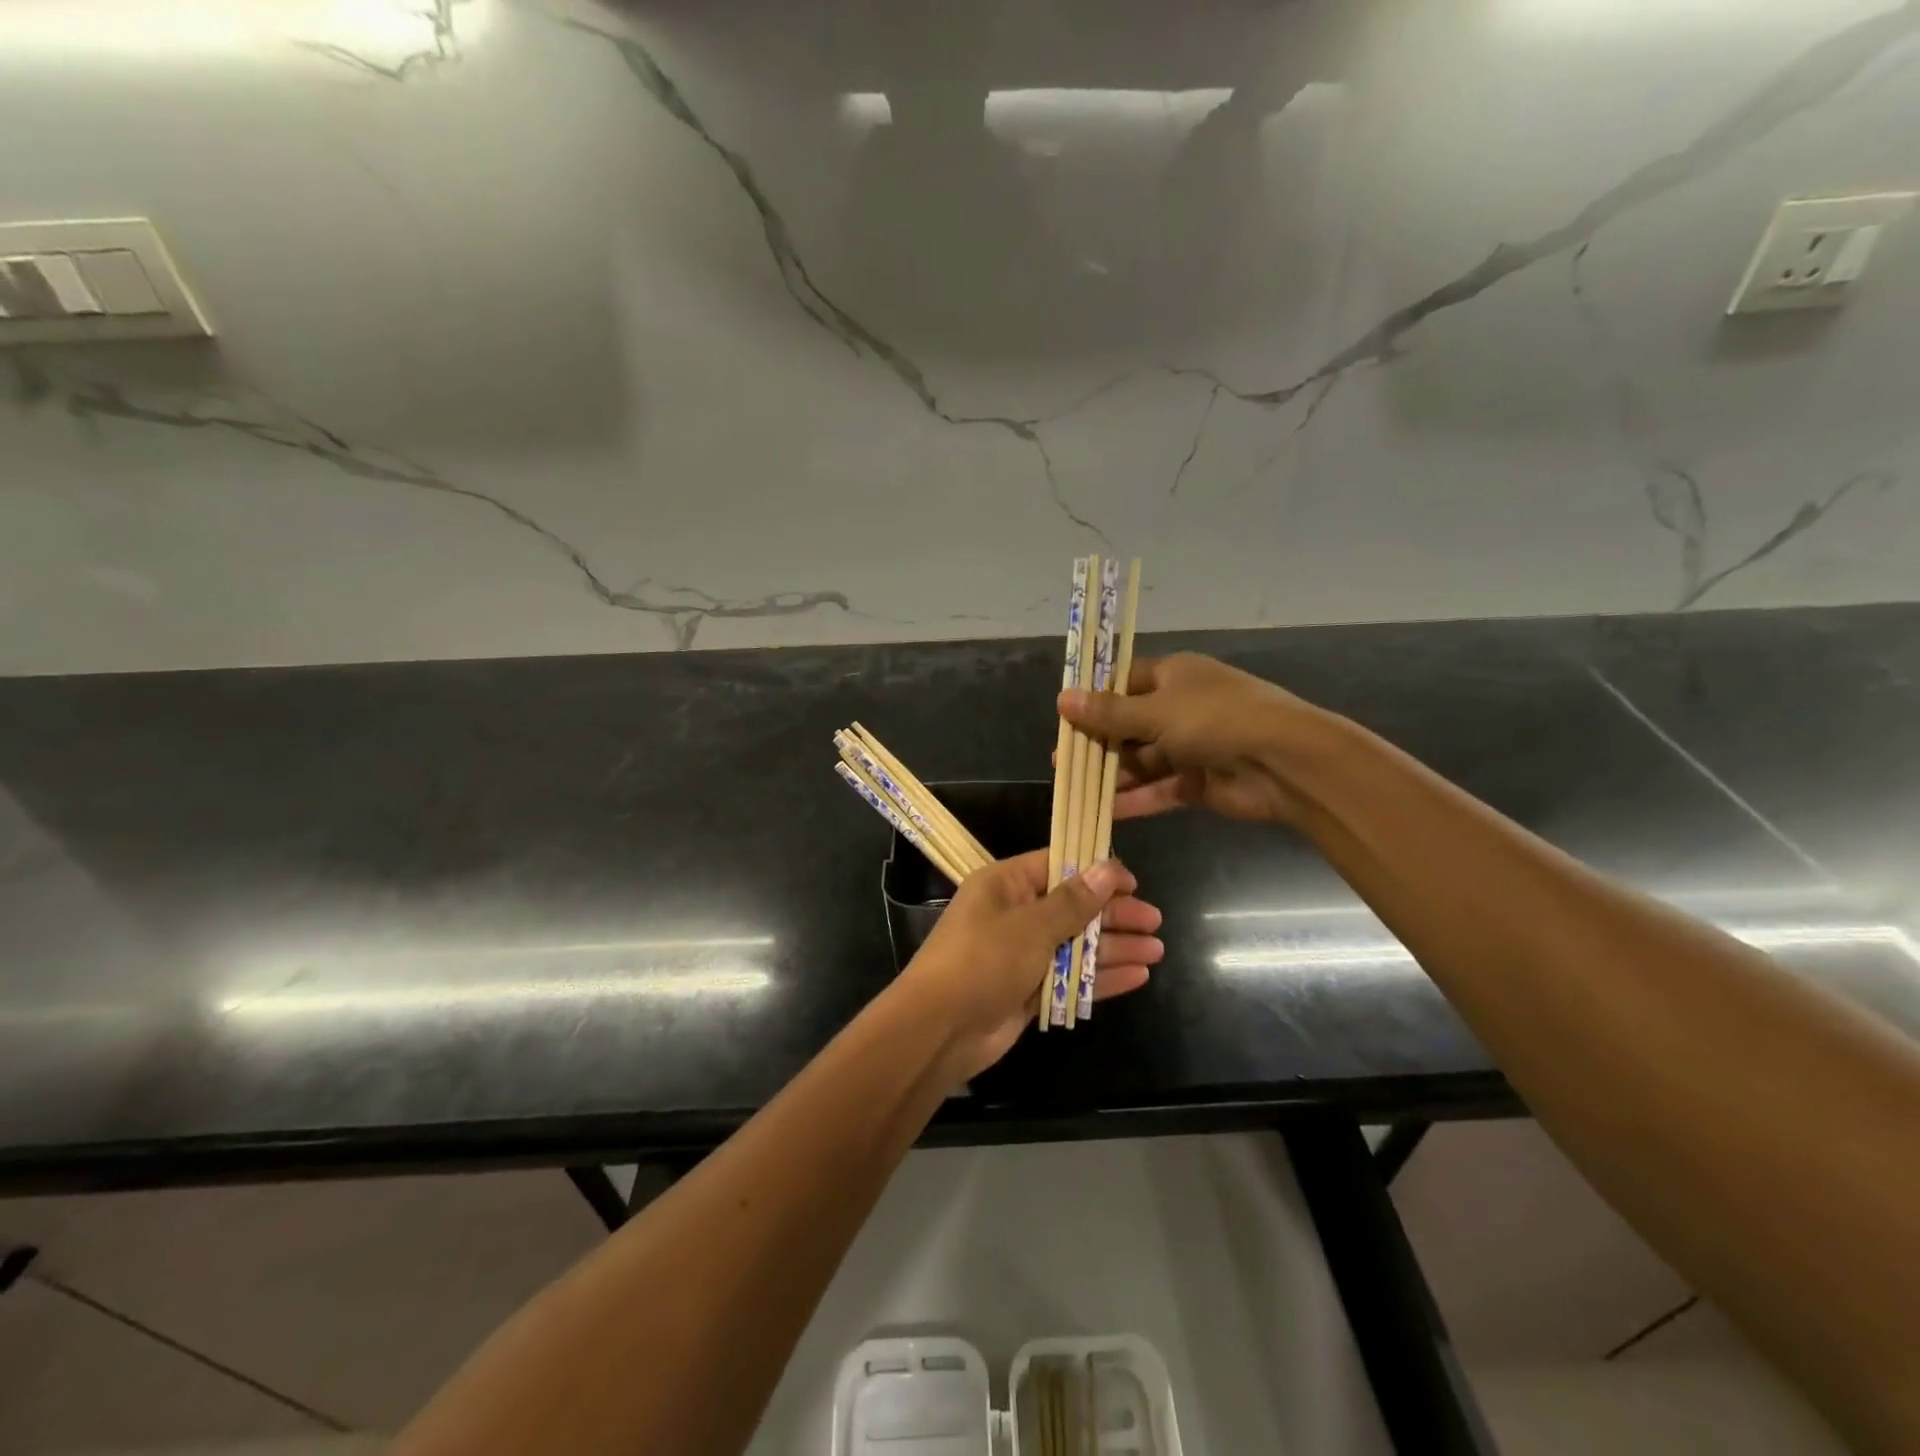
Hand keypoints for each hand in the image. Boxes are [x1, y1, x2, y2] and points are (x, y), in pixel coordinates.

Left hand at [896, 849, 1162, 1081]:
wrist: (939, 1030)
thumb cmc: (983, 961)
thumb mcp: (1031, 925)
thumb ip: (1073, 901)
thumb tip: (1108, 868)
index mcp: (1006, 886)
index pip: (1058, 866)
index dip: (1096, 871)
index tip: (1133, 881)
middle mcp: (1015, 915)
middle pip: (1073, 907)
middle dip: (1113, 914)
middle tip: (1154, 920)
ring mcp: (1023, 955)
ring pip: (1076, 944)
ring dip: (1114, 946)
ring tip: (1156, 949)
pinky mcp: (1030, 990)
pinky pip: (1071, 977)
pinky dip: (1101, 976)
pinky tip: (1138, 975)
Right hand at [1059, 652, 1331, 825]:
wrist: (1284, 762)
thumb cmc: (1216, 719)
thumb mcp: (1155, 712)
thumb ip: (1108, 713)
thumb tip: (1063, 699)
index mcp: (1174, 675)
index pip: (1125, 682)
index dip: (1095, 697)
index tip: (1064, 716)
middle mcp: (1181, 708)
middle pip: (1130, 724)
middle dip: (1098, 742)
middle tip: (1062, 760)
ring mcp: (1191, 747)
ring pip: (1142, 760)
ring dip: (1112, 774)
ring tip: (1073, 787)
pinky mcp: (1199, 782)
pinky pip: (1159, 788)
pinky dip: (1135, 799)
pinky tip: (1104, 810)